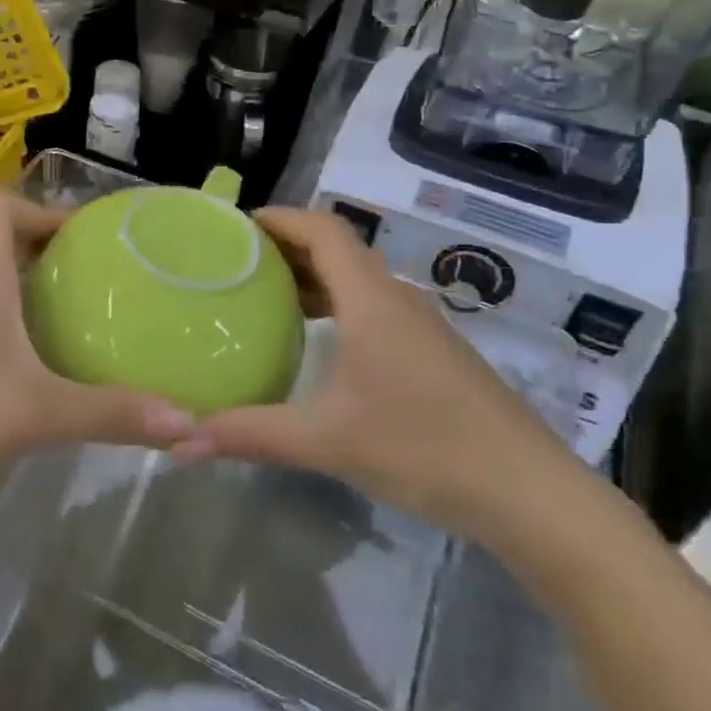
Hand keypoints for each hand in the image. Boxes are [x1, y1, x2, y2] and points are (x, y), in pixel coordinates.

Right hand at [182, 208, 575, 545]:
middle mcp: (397, 299)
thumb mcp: (328, 441)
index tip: (236, 227)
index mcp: (372, 300)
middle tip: (237, 265)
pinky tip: (318, 344)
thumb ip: (251, 434)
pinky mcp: (434, 354)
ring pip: (359, 281)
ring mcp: (422, 326)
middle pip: (339, 250)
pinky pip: (374, 308)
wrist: (529, 492)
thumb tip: (182, 439)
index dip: (280, 218)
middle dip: (287, 248)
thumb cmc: (425, 447)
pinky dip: (337, 307)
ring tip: (266, 299)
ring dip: (314, 279)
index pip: (324, 230)